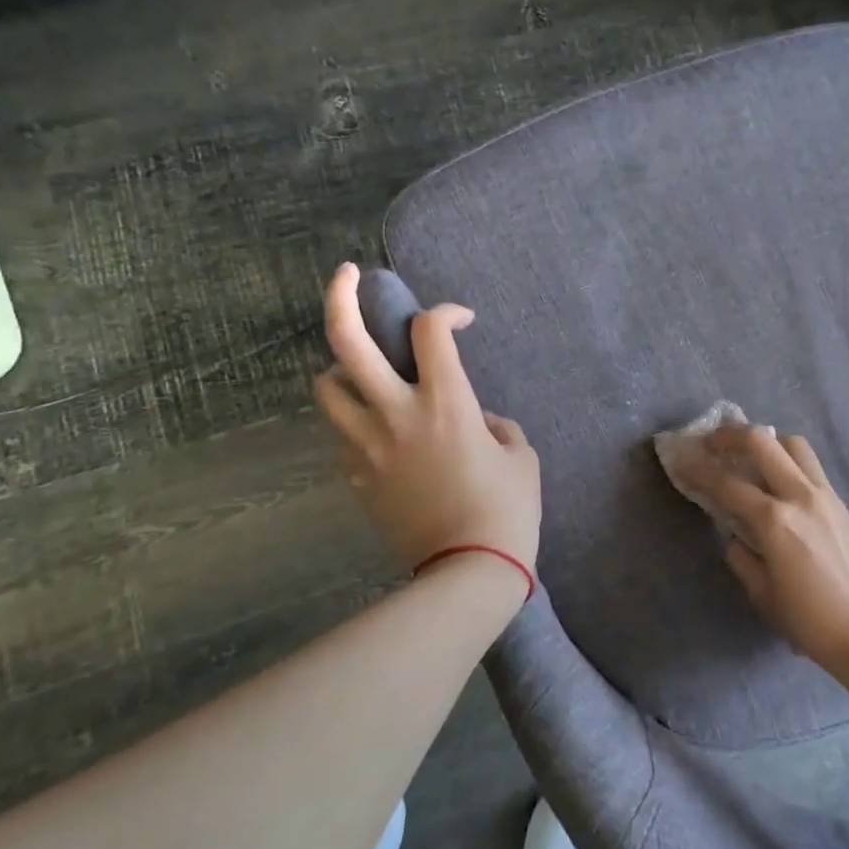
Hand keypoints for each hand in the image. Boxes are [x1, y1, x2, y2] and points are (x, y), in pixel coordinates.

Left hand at [313, 264, 540, 586]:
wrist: (468, 573)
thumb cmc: (507, 510)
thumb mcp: (520, 456)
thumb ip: (497, 425)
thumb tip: (476, 420)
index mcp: (446, 402)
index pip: (431, 330)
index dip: (446, 311)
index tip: (462, 320)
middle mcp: (397, 414)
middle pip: (348, 342)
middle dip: (341, 298)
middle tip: (346, 275)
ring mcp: (368, 447)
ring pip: (327, 389)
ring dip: (341, 371)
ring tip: (363, 376)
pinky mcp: (356, 478)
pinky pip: (344, 437)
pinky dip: (358, 425)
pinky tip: (384, 439)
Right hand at [679, 424, 848, 676]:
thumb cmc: (812, 623)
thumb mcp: (763, 595)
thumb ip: (742, 558)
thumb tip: (735, 536)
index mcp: (775, 521)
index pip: (726, 483)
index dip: (697, 469)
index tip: (680, 459)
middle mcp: (800, 496)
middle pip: (762, 441)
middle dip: (730, 434)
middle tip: (712, 443)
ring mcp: (827, 496)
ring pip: (794, 445)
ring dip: (767, 441)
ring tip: (751, 456)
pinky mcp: (844, 505)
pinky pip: (812, 468)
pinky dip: (790, 462)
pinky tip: (781, 485)